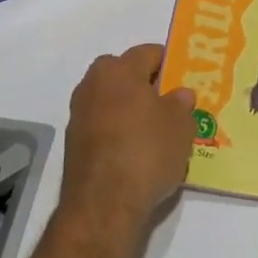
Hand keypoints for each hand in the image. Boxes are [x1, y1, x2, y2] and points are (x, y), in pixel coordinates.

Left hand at [61, 45, 197, 230]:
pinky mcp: (73, 144)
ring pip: (112, 101)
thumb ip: (181, 104)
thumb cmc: (147, 152)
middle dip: (146, 84)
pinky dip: (118, 131)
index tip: (184, 76)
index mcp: (118, 70)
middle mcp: (93, 85)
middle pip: (124, 74)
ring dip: (130, 109)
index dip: (169, 62)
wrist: (103, 205)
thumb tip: (179, 94)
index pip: (148, 52)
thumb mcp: (180, 126)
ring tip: (157, 130)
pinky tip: (137, 151)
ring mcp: (79, 115)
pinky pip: (103, 126)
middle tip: (170, 103)